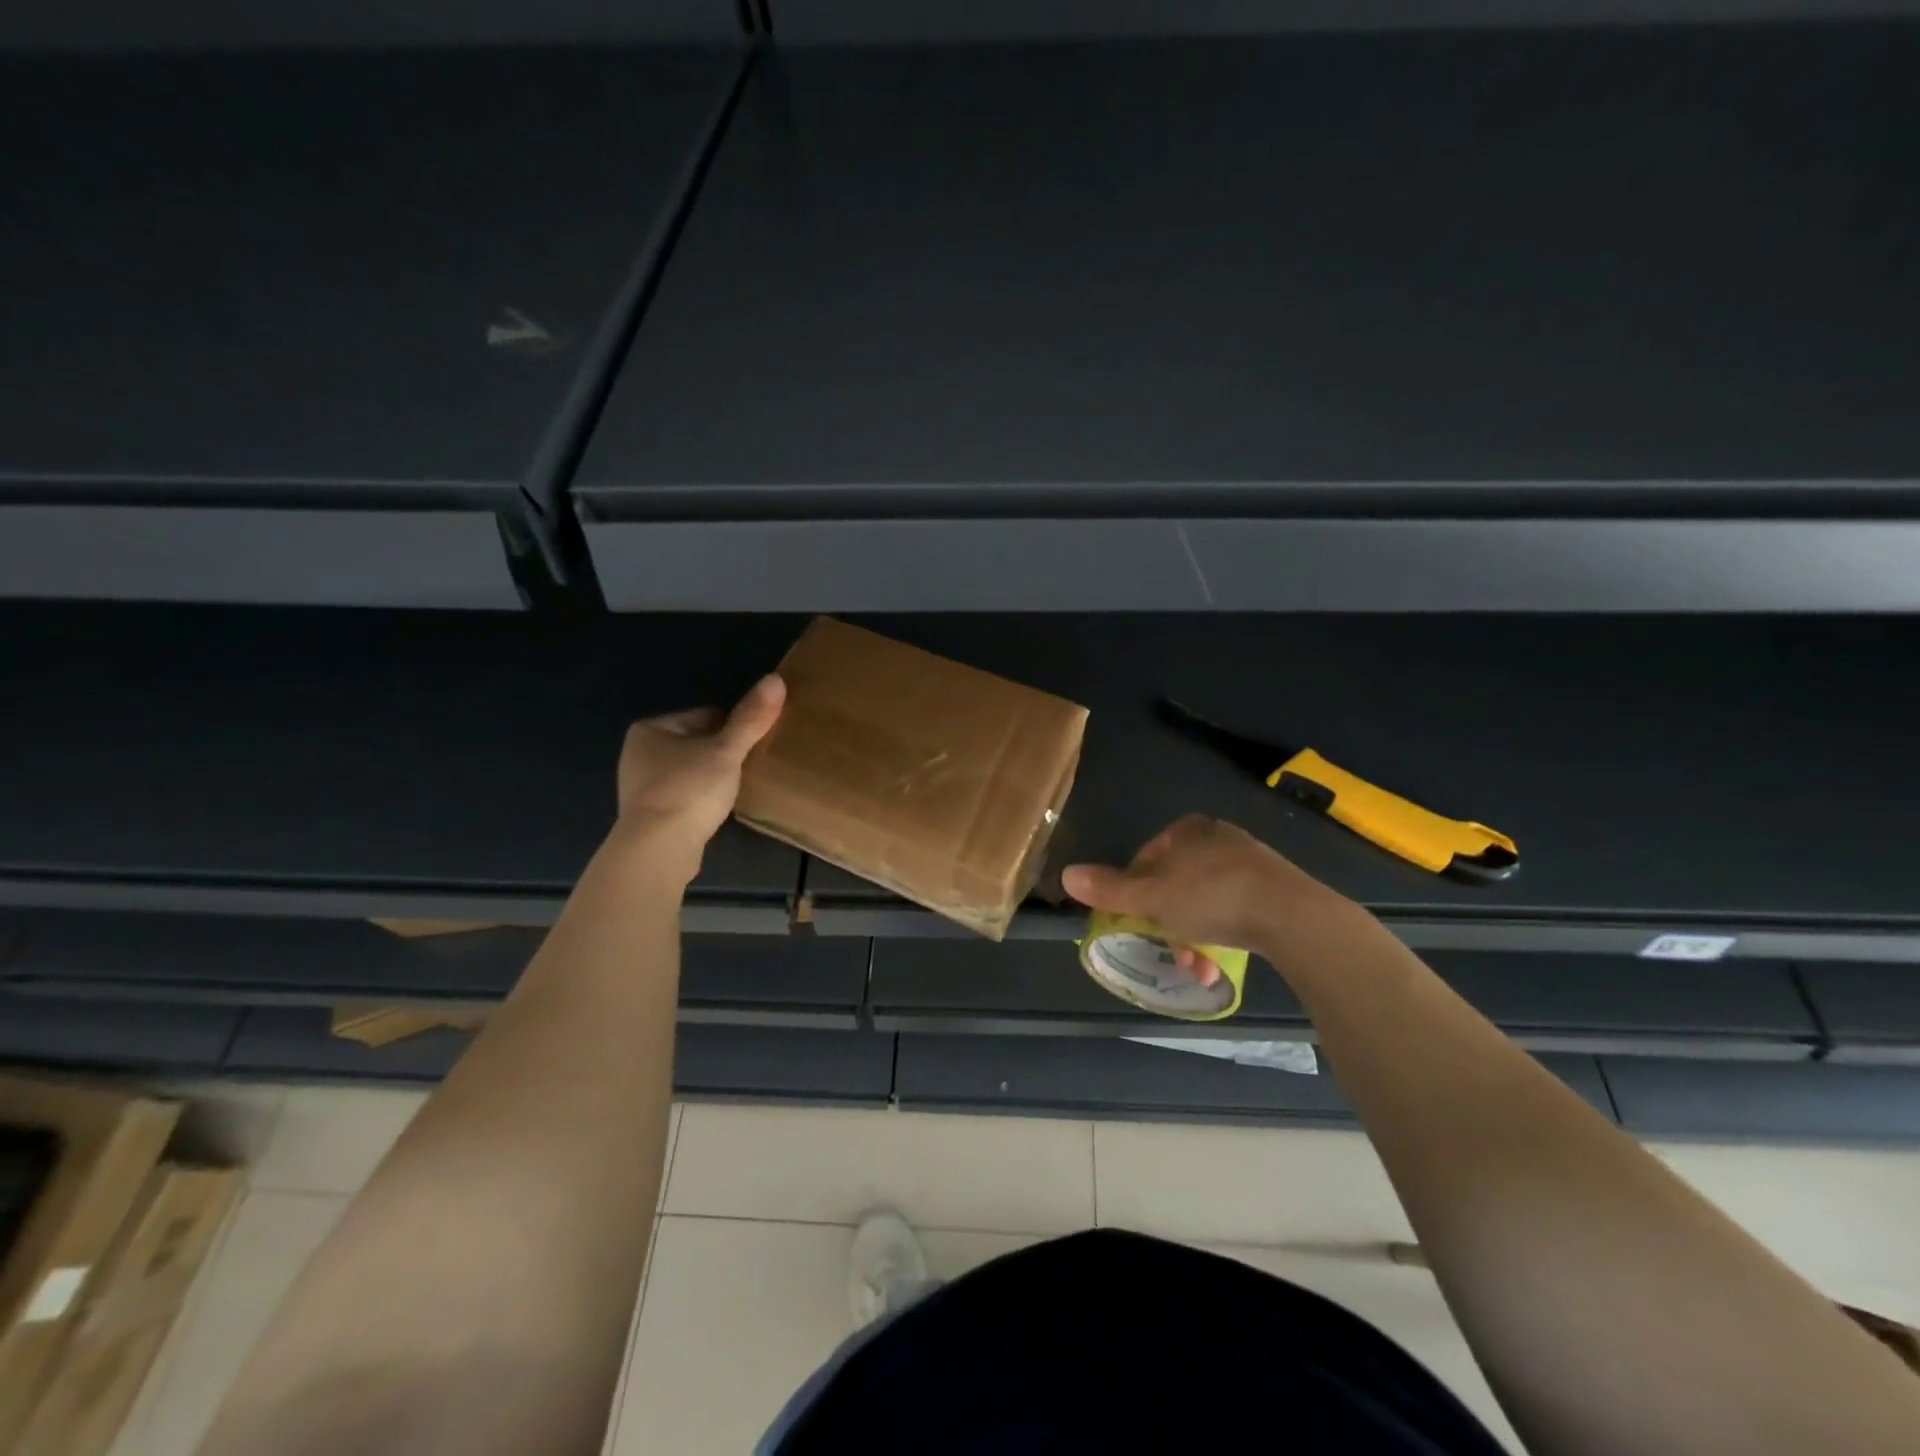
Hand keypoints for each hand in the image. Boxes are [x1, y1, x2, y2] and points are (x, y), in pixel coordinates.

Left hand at [612, 674, 785, 885]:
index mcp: (650, 728)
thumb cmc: (689, 789)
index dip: (734, 726)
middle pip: (697, 743)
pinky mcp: (649, 816)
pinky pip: (685, 796)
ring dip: (713, 776)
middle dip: (723, 752)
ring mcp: (640, 787)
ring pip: (691, 770)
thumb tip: (776, 679)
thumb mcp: (726, 751)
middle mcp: (638, 753)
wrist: (658, 849)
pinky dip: (702, 798)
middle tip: (753, 763)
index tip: (757, 740)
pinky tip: (719, 808)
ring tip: (740, 786)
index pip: (704, 716)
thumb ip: (750, 719)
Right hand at [1062, 814, 1332, 979]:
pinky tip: (1220, 963)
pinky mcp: (1274, 888)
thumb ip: (1110, 888)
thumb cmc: (1212, 898)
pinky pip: (1234, 909)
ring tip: (1197, 969)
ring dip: (1193, 936)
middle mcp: (1218, 838)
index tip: (1136, 922)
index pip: (1146, 858)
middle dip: (1167, 923)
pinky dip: (1221, 934)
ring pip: (1204, 901)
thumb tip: (1066, 874)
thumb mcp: (1153, 897)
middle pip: (1175, 883)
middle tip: (1168, 952)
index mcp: (1188, 830)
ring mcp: (1249, 862)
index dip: (1134, 892)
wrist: (1293, 916)